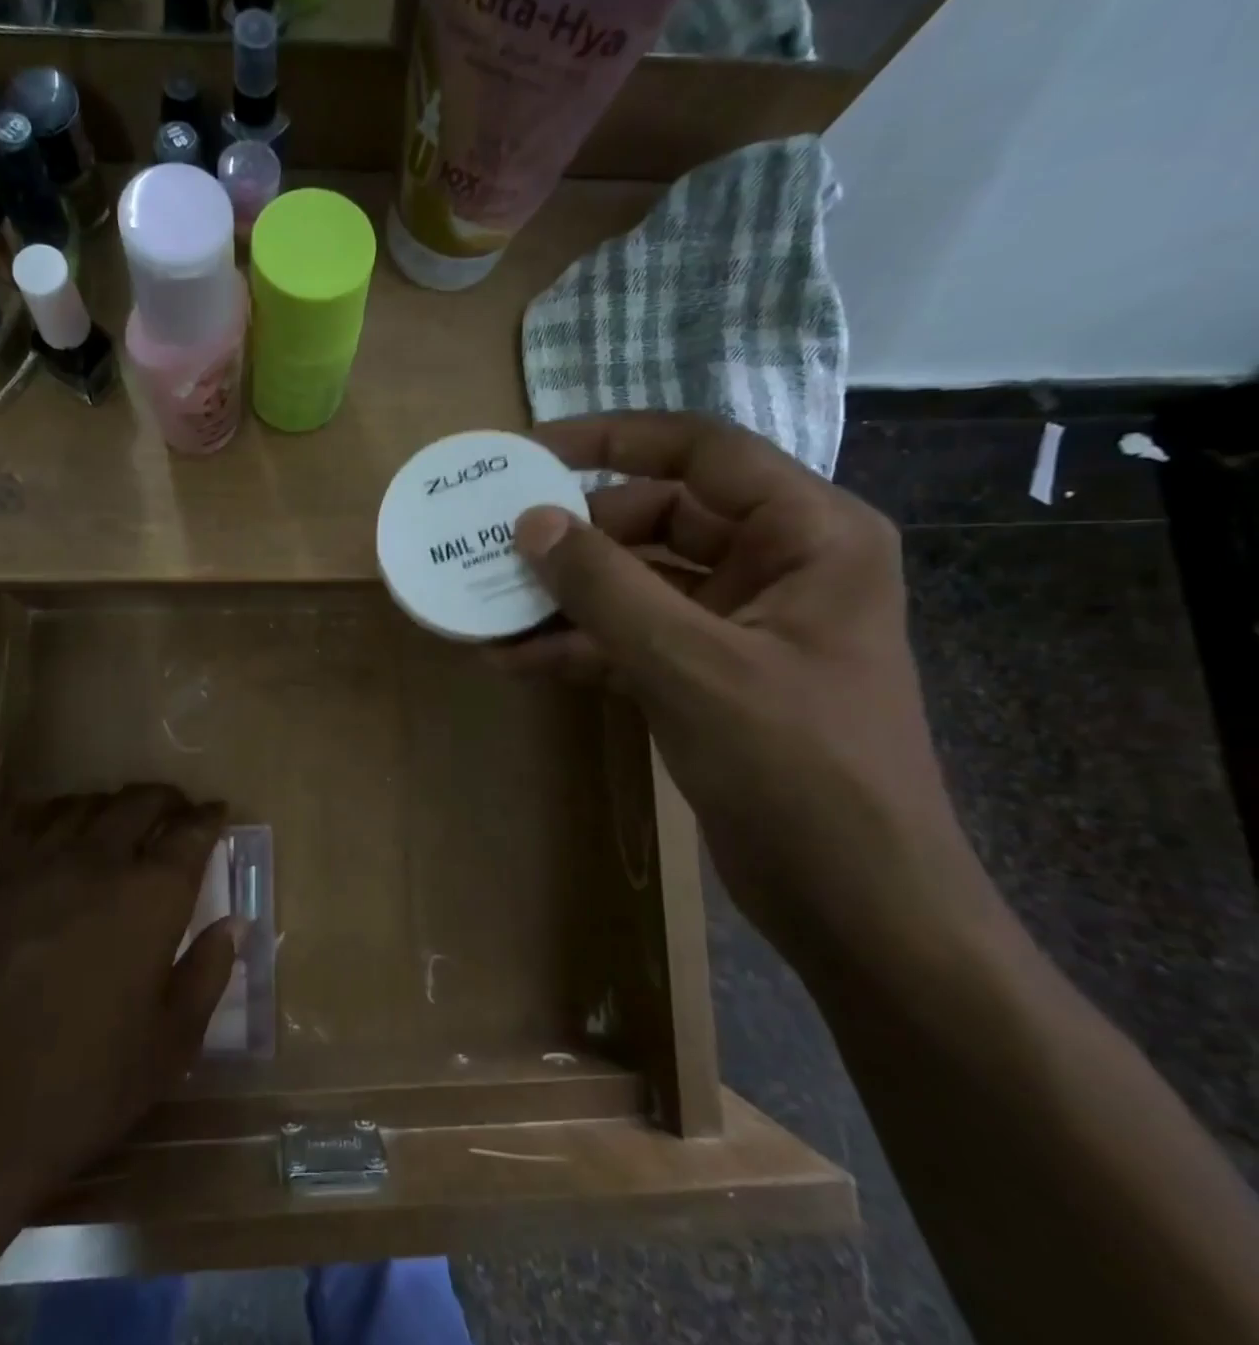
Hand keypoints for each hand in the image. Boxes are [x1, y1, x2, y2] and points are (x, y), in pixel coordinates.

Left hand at [0, 785, 236, 1207]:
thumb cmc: (85, 1085)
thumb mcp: (171, 1043)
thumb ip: (208, 973)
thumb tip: (235, 924)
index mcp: (151, 897)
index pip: (191, 834)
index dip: (209, 818)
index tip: (218, 812)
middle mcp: (99, 863)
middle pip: (139, 803)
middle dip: (167, 799)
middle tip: (178, 810)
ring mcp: (40, 866)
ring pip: (85, 804)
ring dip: (114, 803)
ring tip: (123, 818)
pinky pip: (30, 822)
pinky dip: (58, 812)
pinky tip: (62, 828)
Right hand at [503, 412, 999, 970]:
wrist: (856, 903)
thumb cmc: (798, 768)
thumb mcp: (692, 665)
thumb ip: (606, 588)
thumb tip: (530, 523)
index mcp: (807, 534)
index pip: (700, 453)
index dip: (612, 441)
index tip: (530, 454)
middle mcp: (776, 565)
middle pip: (657, 518)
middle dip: (575, 537)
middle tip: (494, 545)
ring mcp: (737, 624)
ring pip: (635, 584)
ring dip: (565, 597)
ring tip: (487, 604)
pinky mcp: (705, 676)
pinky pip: (630, 639)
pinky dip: (577, 647)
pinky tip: (512, 659)